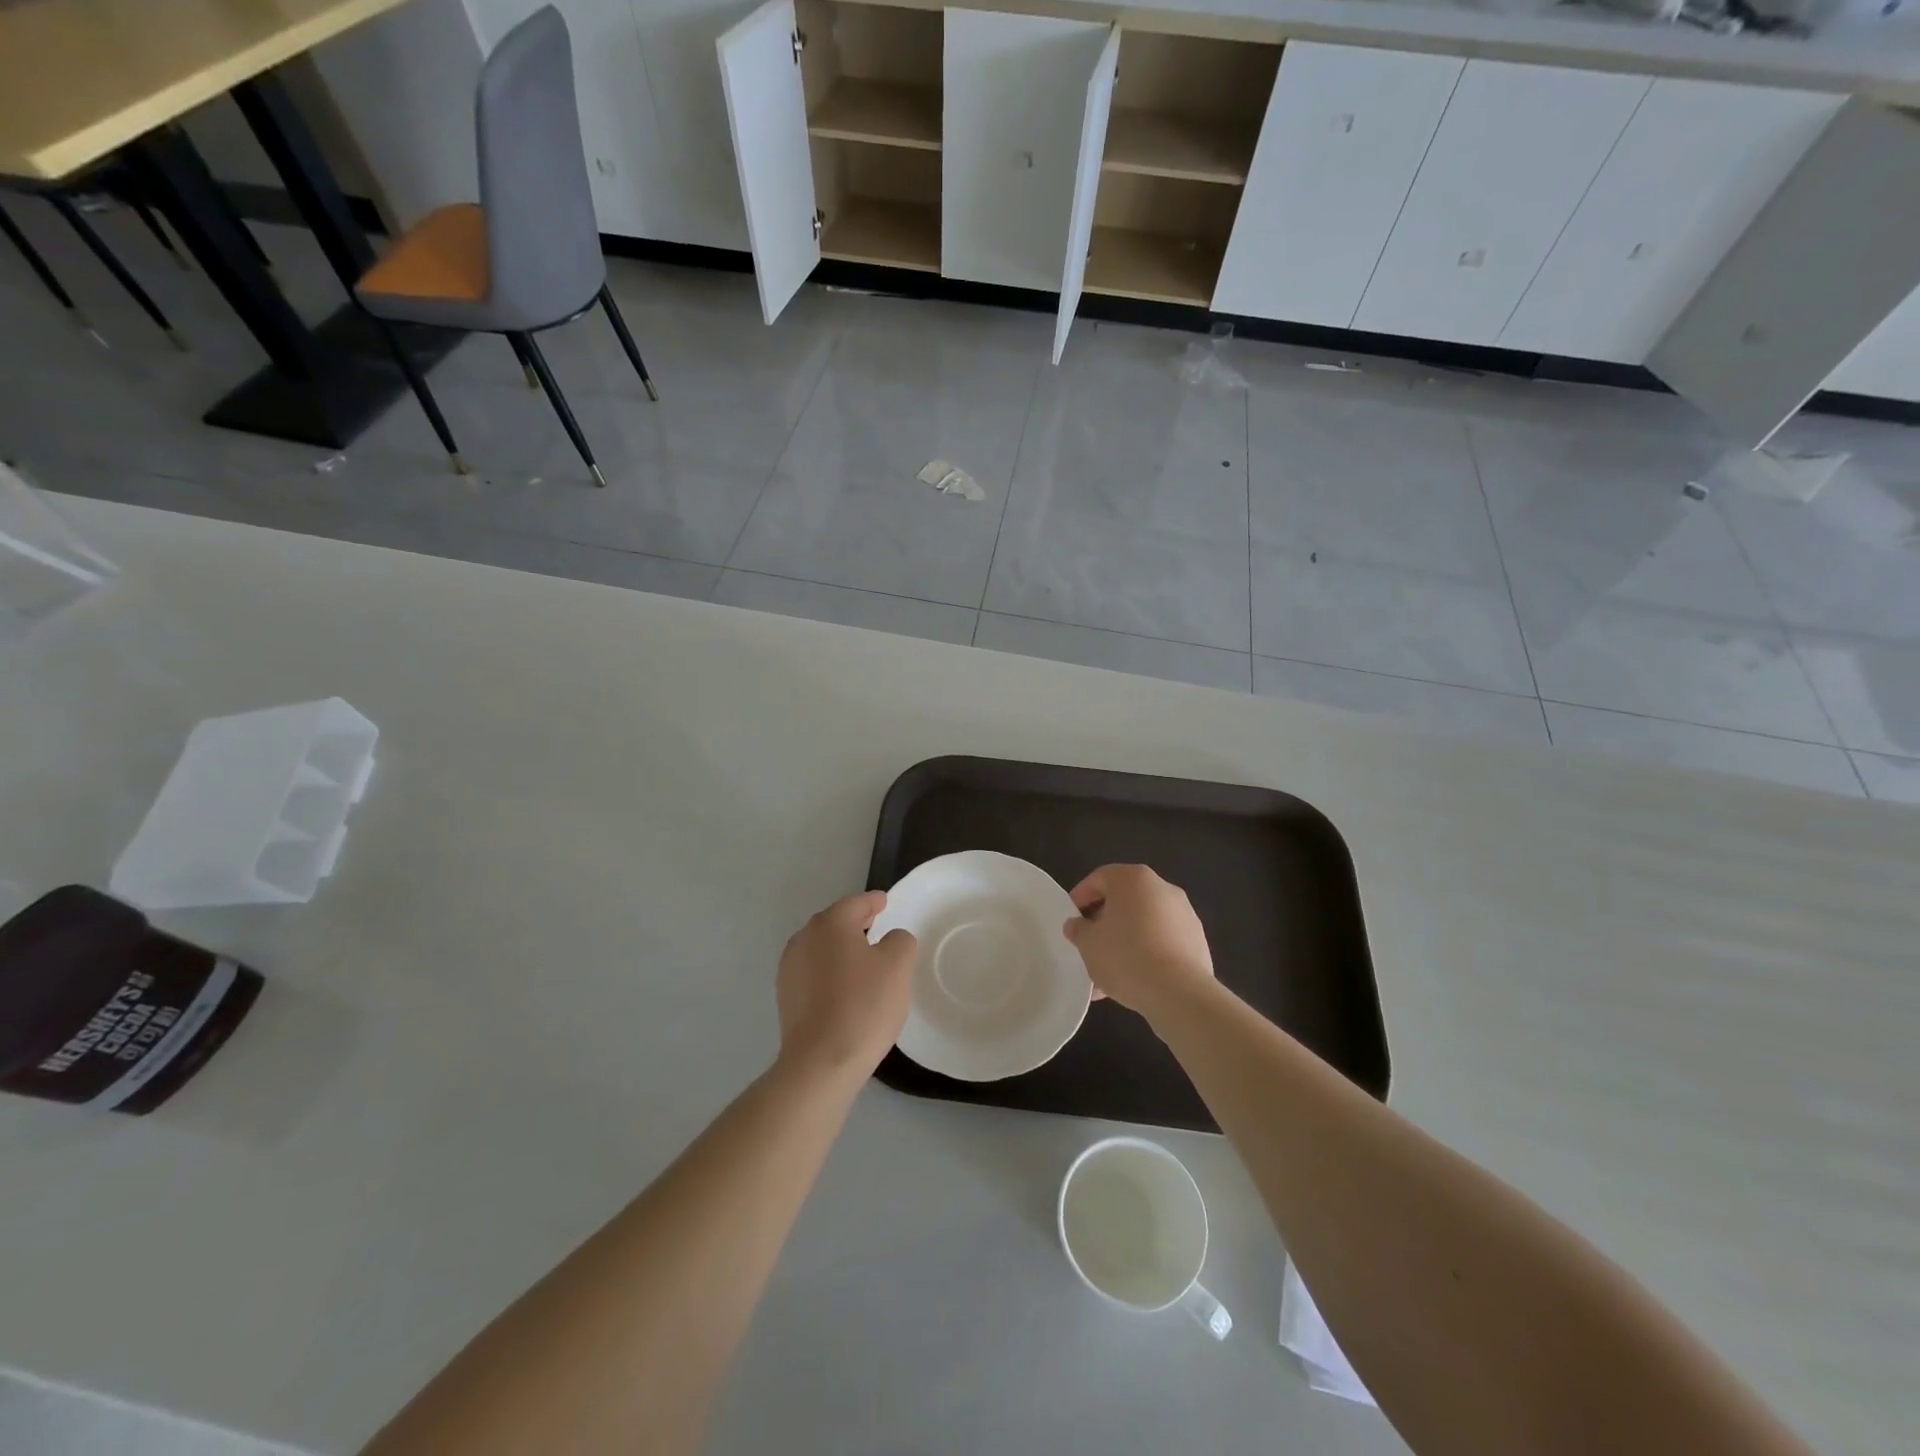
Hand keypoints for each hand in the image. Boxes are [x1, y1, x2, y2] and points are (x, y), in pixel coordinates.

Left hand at [776, 891, 916, 1082]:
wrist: (821, 1062)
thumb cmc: (864, 1005)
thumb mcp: (898, 965)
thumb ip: (899, 941)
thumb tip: (890, 939)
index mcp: (831, 923)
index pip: (855, 903)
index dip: (873, 902)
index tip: (884, 903)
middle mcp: (804, 938)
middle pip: (834, 922)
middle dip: (855, 922)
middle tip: (876, 927)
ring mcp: (790, 969)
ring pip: (821, 948)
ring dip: (840, 949)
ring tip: (862, 961)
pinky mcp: (786, 997)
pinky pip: (813, 973)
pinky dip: (829, 972)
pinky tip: (844, 989)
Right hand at [1062, 865, 1214, 1018]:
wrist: (1179, 993)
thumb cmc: (1126, 956)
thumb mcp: (1088, 944)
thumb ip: (1078, 930)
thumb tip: (1077, 925)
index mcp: (1134, 879)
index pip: (1100, 878)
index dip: (1081, 897)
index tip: (1072, 920)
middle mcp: (1162, 888)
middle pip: (1124, 901)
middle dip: (1104, 924)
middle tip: (1088, 946)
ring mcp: (1184, 915)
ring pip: (1143, 925)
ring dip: (1123, 943)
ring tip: (1106, 975)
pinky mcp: (1196, 941)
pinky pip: (1162, 943)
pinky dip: (1146, 955)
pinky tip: (1131, 983)